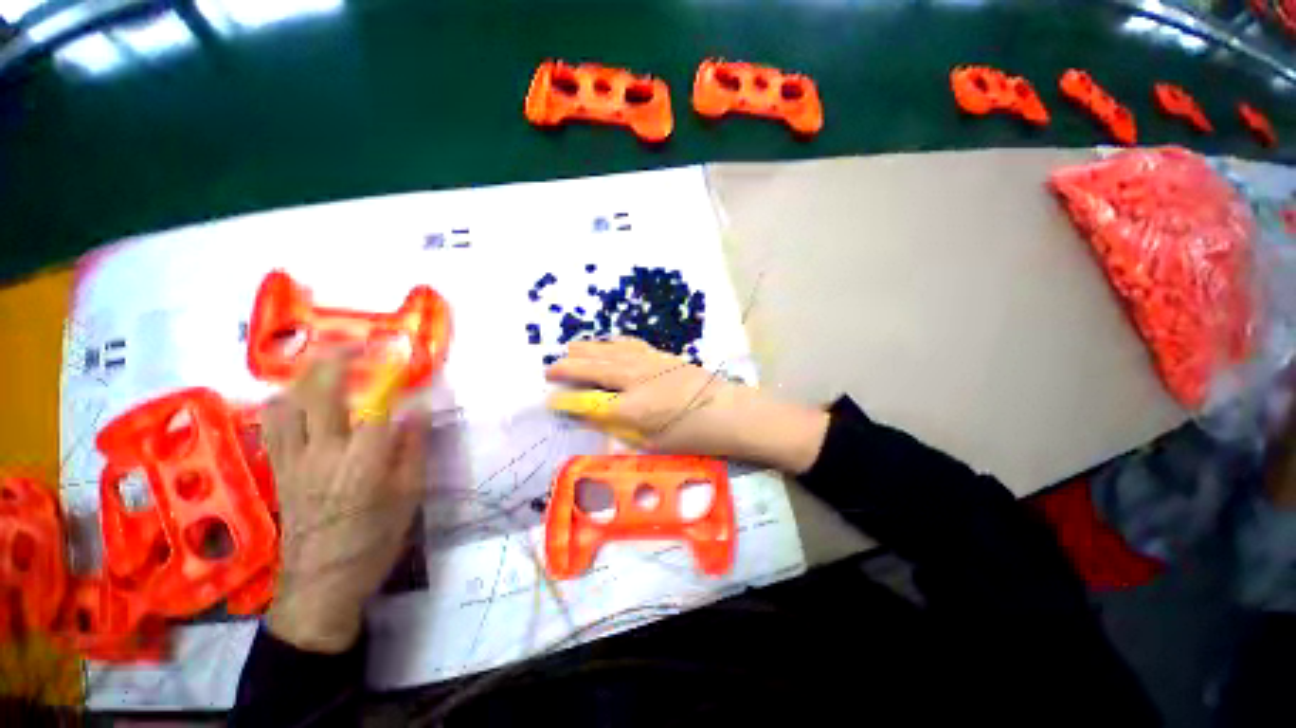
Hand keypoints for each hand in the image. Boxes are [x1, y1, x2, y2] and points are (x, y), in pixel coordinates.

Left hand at [260, 351, 426, 652]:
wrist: (320, 583)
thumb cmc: (374, 540)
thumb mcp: (409, 496)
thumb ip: (413, 448)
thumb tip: (418, 409)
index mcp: (362, 461)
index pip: (378, 405)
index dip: (392, 377)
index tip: (404, 358)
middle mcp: (322, 451)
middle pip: (320, 391)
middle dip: (336, 359)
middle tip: (356, 346)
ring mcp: (292, 459)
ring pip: (286, 402)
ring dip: (304, 378)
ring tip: (325, 369)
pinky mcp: (277, 469)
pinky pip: (273, 424)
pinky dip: (286, 402)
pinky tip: (300, 401)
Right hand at [545, 338, 828, 473]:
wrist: (730, 412)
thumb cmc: (693, 436)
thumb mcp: (652, 443)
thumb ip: (620, 427)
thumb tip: (595, 414)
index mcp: (631, 407)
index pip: (588, 400)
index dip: (567, 400)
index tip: (550, 399)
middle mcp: (635, 379)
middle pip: (593, 368)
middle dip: (568, 367)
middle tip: (549, 369)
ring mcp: (648, 362)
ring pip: (608, 351)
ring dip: (586, 350)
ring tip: (568, 349)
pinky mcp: (661, 354)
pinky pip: (628, 344)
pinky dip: (611, 343)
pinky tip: (606, 343)